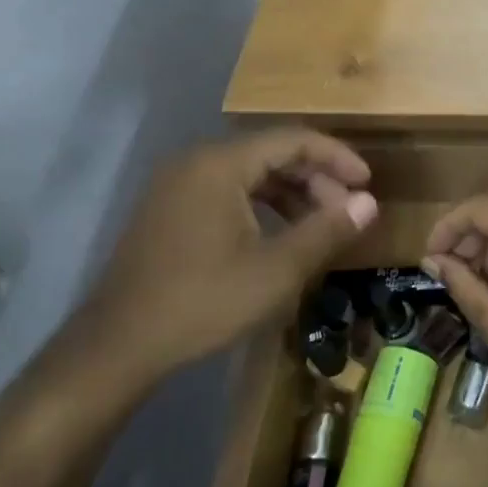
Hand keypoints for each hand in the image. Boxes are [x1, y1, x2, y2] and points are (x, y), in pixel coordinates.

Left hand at [72, 130, 376, 391]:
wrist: (118, 346)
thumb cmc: (203, 302)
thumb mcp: (276, 270)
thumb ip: (326, 230)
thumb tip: (369, 203)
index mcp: (220, 164)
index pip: (293, 140)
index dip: (337, 157)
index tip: (368, 183)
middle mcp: (196, 162)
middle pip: (271, 153)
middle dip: (316, 178)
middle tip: (348, 211)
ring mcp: (177, 185)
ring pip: (249, 173)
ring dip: (291, 193)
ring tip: (321, 224)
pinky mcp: (169, 209)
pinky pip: (227, 190)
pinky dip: (262, 205)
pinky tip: (280, 234)